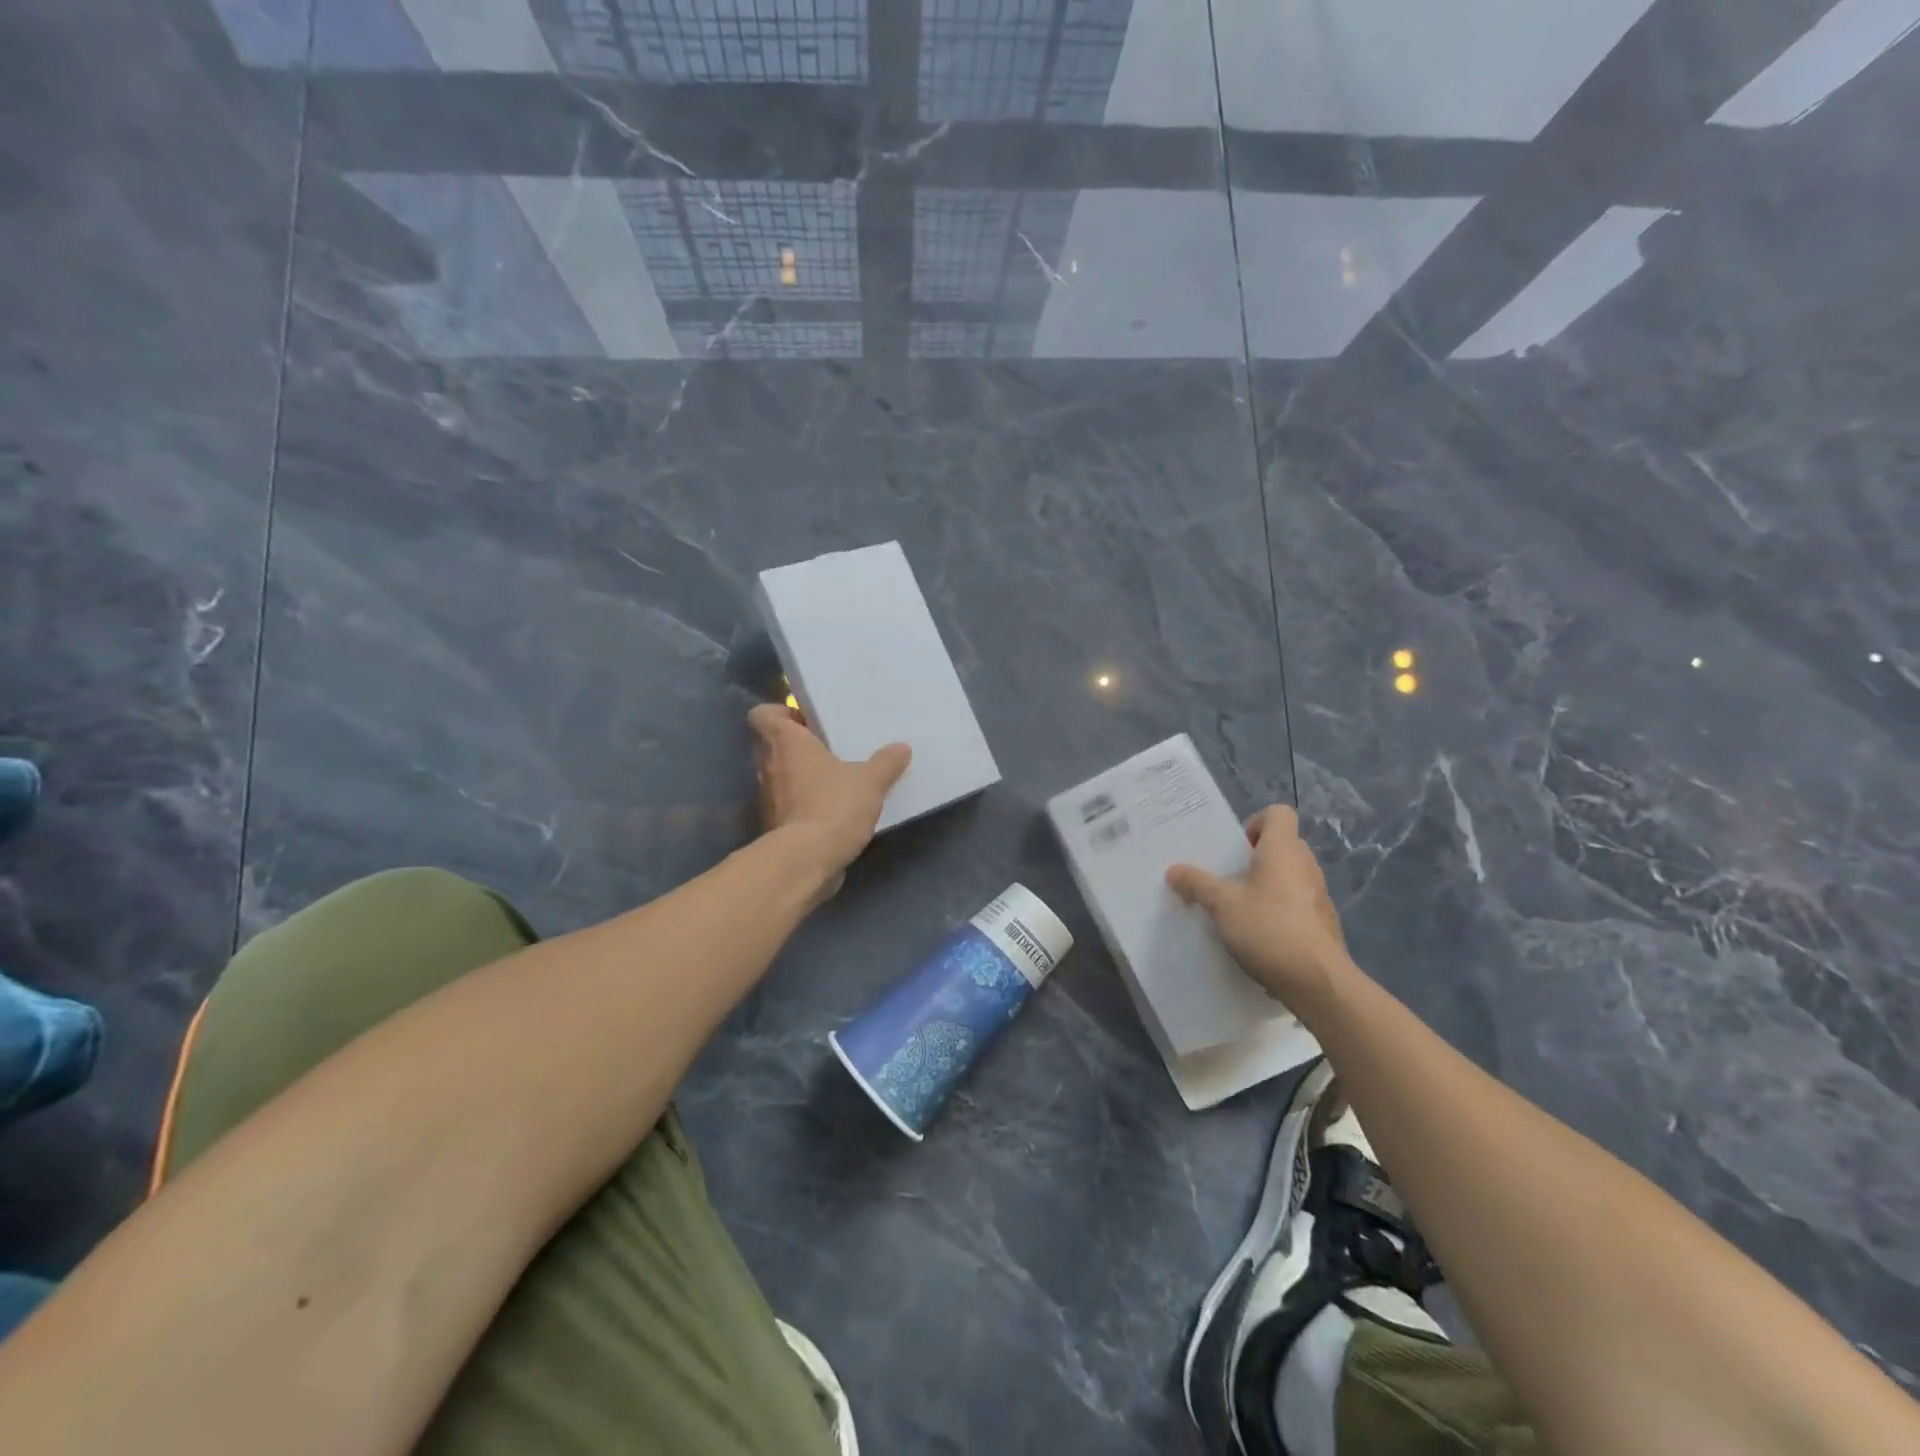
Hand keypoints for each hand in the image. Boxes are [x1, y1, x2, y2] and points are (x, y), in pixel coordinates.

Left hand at [749, 703, 910, 879]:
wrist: (806, 860)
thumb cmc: (833, 805)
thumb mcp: (871, 782)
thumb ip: (886, 763)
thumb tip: (901, 748)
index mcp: (785, 742)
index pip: (762, 715)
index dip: (779, 713)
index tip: (805, 721)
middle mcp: (768, 765)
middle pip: (770, 745)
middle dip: (795, 746)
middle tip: (827, 749)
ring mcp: (766, 797)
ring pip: (777, 776)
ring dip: (798, 777)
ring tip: (832, 780)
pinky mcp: (772, 825)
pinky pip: (785, 805)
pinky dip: (801, 805)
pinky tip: (828, 810)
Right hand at [1166, 805, 1351, 1009]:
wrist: (1318, 982)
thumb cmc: (1268, 928)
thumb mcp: (1222, 904)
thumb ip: (1197, 884)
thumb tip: (1173, 870)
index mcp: (1283, 850)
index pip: (1278, 813)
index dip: (1254, 823)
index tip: (1234, 850)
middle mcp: (1306, 865)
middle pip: (1281, 845)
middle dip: (1253, 858)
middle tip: (1228, 879)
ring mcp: (1318, 895)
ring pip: (1288, 876)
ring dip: (1266, 886)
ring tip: (1239, 909)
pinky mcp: (1323, 923)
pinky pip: (1297, 903)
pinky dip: (1279, 910)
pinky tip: (1259, 935)